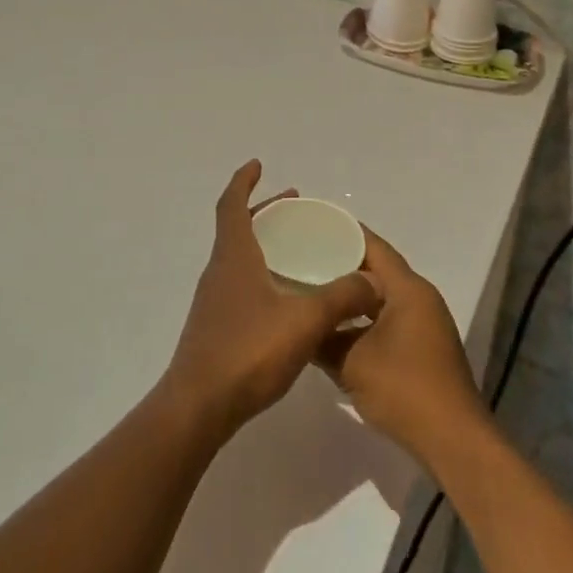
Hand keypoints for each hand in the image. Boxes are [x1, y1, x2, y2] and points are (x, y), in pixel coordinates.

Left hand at [161, 161, 381, 440]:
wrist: (199, 407)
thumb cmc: (248, 352)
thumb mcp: (305, 321)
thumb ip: (342, 297)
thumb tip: (373, 281)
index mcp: (234, 257)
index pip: (231, 205)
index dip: (244, 181)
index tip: (258, 165)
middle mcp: (220, 272)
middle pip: (237, 228)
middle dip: (264, 211)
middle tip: (294, 205)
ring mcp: (215, 301)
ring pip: (238, 257)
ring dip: (263, 243)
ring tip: (295, 248)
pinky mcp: (216, 327)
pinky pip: (241, 283)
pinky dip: (262, 273)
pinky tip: (285, 297)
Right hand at [320, 231, 487, 465]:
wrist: (453, 441)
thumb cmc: (404, 390)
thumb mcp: (352, 363)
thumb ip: (322, 338)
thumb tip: (298, 325)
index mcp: (408, 289)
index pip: (372, 247)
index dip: (342, 233)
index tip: (311, 225)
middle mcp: (419, 299)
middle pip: (376, 271)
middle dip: (341, 264)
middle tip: (302, 258)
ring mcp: (423, 325)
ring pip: (380, 299)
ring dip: (351, 296)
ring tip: (311, 291)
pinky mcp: (422, 349)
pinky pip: (386, 320)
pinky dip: (362, 320)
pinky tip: (333, 329)